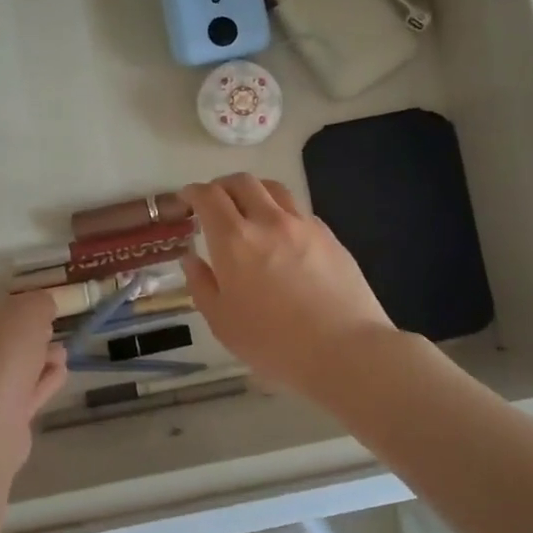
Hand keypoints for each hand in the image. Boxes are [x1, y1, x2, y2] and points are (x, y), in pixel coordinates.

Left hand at [0, 290, 67, 462]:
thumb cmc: (3, 352)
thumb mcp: (30, 309)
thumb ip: (41, 302)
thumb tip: (44, 309)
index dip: (25, 305)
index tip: (48, 309)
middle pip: (9, 338)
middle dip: (36, 334)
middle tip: (53, 332)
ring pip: (19, 365)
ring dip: (43, 358)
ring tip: (61, 356)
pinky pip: (27, 391)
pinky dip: (44, 382)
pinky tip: (60, 373)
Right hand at [181, 174, 395, 399]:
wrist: (345, 350)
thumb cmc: (273, 343)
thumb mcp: (222, 322)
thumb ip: (201, 284)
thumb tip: (191, 258)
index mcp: (234, 240)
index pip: (208, 196)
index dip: (193, 192)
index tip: (187, 199)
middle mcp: (268, 221)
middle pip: (242, 182)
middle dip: (221, 186)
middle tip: (214, 202)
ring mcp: (302, 225)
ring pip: (274, 188)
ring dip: (254, 191)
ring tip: (249, 208)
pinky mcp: (329, 236)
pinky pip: (298, 210)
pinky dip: (281, 211)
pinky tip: (282, 234)